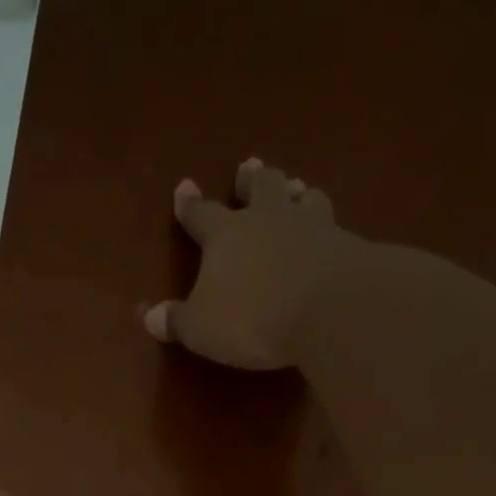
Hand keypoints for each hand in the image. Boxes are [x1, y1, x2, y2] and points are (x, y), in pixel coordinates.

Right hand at [140, 157, 372, 370]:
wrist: (329, 310)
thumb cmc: (252, 318)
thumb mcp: (201, 328)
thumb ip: (177, 320)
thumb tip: (149, 315)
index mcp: (226, 235)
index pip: (202, 214)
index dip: (190, 204)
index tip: (185, 187)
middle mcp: (268, 219)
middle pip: (260, 187)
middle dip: (252, 179)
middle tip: (250, 167)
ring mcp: (312, 226)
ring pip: (303, 198)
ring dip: (296, 193)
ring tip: (297, 190)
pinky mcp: (346, 244)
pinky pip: (334, 226)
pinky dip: (328, 227)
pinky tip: (332, 233)